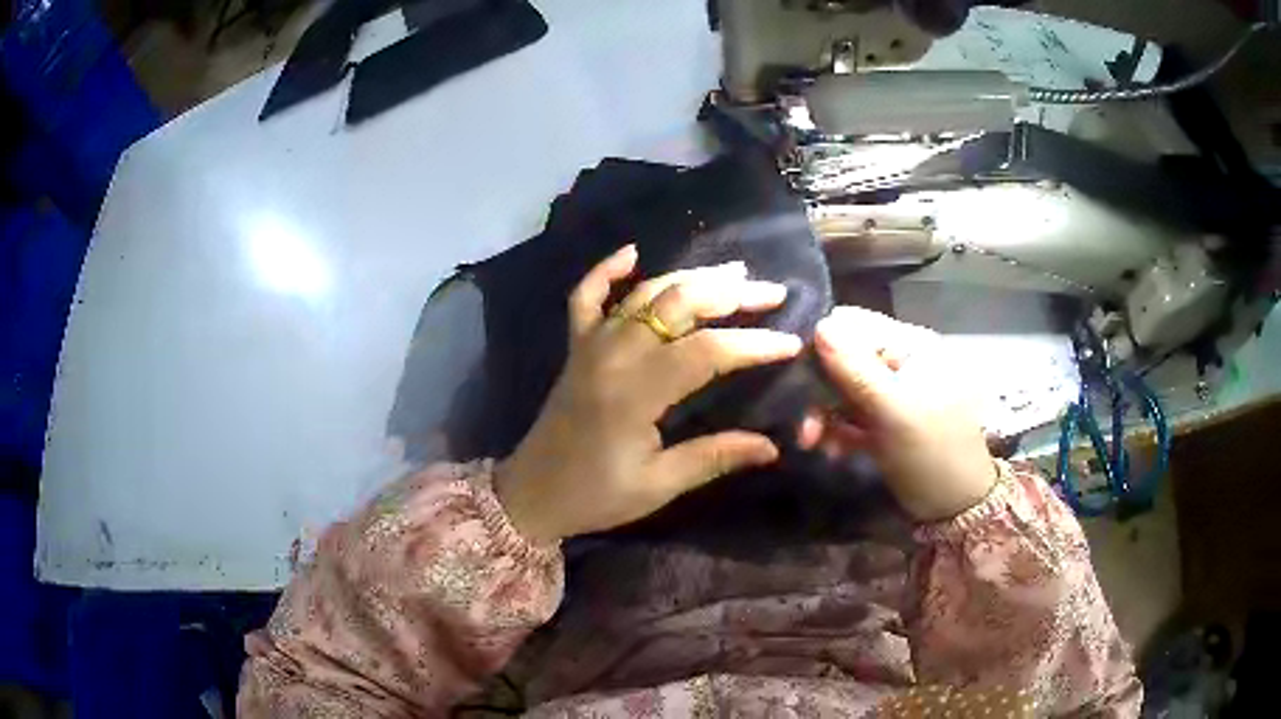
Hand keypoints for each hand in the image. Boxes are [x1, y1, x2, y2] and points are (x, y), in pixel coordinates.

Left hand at [494, 246, 803, 543]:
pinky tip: (632, 252)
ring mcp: (591, 344)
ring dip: (690, 276)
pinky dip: (606, 270)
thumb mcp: (658, 485)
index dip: (753, 344)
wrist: (531, 494)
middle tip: (772, 293)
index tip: (791, 342)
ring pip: (644, 293)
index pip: (707, 351)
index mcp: (636, 392)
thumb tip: (772, 447)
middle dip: (731, 294)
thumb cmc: (595, 495)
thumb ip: (714, 457)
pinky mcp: (575, 347)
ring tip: (734, 271)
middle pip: (678, 305)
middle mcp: (614, 354)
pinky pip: (586, 296)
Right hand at [801, 306, 996, 521]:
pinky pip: (848, 414)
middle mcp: (900, 361)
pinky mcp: (882, 420)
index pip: (855, 325)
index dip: (824, 346)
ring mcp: (891, 392)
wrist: (954, 506)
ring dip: (823, 415)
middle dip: (820, 390)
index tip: (800, 378)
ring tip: (812, 444)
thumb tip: (819, 325)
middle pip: (844, 357)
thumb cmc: (931, 452)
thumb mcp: (894, 410)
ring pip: (841, 388)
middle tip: (804, 427)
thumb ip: (856, 369)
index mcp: (912, 345)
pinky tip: (831, 451)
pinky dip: (836, 430)